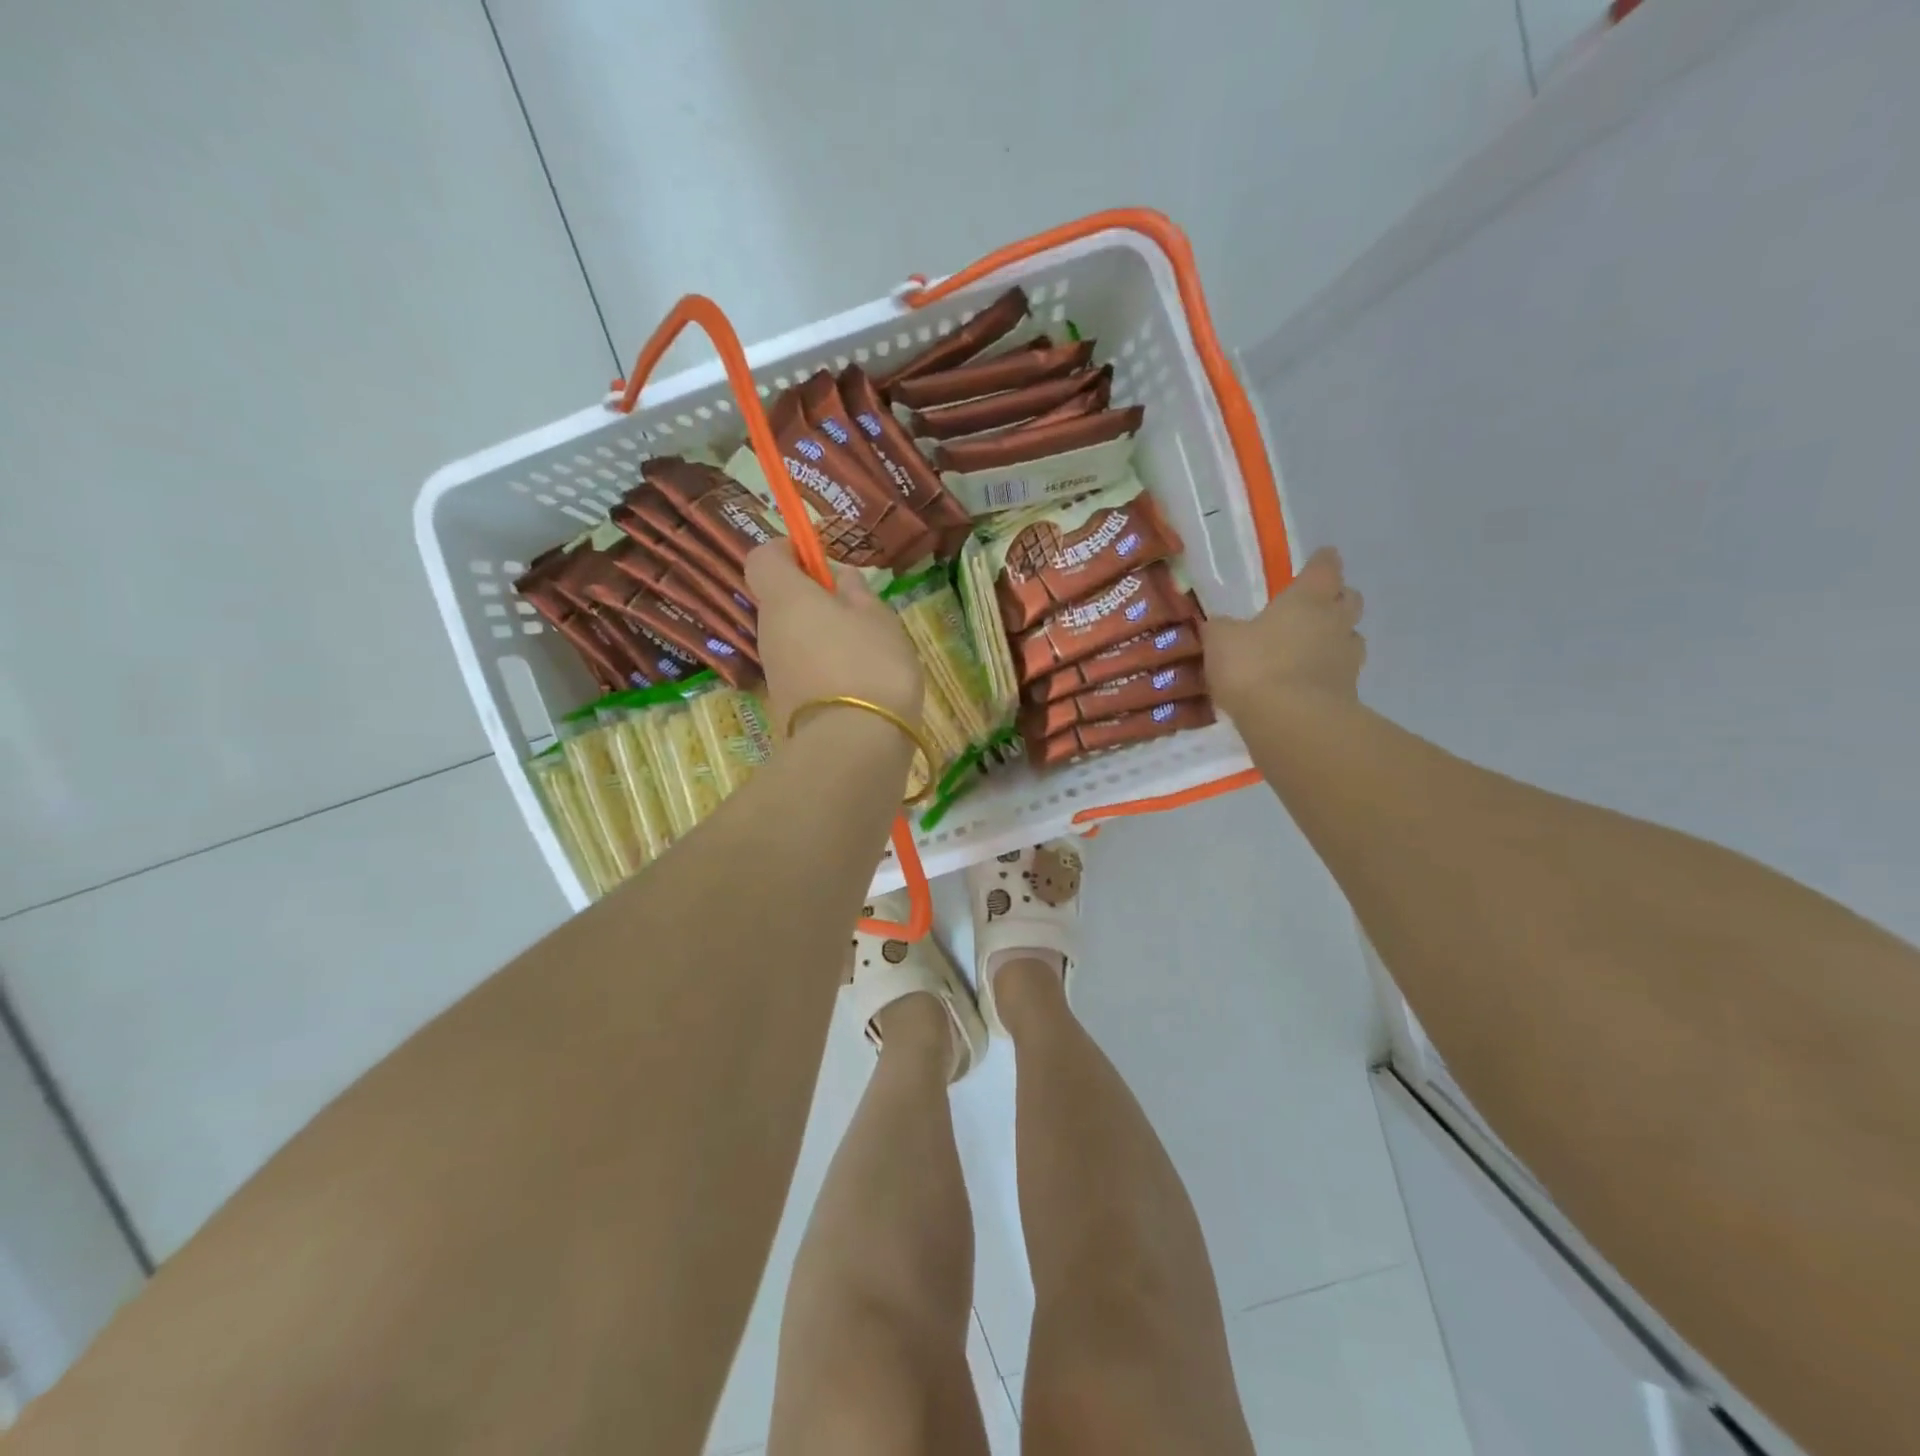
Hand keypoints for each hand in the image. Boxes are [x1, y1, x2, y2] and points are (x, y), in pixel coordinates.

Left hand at [744, 541, 923, 732]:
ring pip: (792, 637)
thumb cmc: (871, 666)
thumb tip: (841, 577)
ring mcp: (774, 671)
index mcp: (786, 598)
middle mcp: (769, 631)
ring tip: (865, 650)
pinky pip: (801, 668)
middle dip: (812, 598)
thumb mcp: (879, 619)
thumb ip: (858, 593)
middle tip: (857, 609)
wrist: (853, 746)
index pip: (763, 559)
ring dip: (820, 635)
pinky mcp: (784, 703)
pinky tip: (857, 681)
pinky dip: (823, 666)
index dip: (786, 551)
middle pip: (780, 601)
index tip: (818, 558)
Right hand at [1204, 547, 1365, 713]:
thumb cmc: (1254, 666)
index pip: (1324, 568)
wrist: (1291, 721)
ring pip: (1350, 638)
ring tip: (1311, 650)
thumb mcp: (1221, 641)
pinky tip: (1305, 685)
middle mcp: (1335, 622)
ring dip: (1336, 640)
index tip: (1322, 557)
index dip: (1322, 562)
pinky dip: (1326, 676)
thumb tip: (1219, 625)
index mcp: (1307, 599)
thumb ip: (1222, 629)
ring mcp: (1347, 660)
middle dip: (1337, 599)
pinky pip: (1340, 675)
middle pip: (1349, 600)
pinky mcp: (1348, 694)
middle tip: (1317, 605)